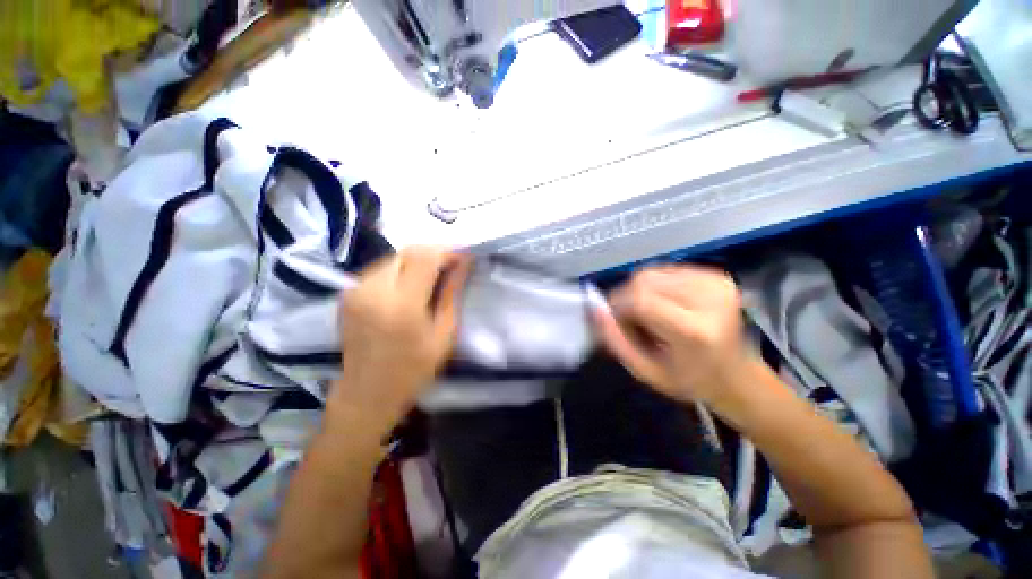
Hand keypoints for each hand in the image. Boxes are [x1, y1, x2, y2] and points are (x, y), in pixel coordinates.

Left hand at [330, 247, 470, 433]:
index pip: (425, 257)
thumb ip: (452, 294)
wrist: (366, 392)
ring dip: (418, 261)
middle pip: (408, 252)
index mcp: (401, 305)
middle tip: (451, 266)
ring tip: (433, 275)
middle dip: (433, 253)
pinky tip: (411, 285)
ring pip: (394, 257)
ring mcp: (356, 289)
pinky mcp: (348, 292)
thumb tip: (464, 263)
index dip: (447, 251)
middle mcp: (373, 290)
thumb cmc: (413, 369)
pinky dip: (402, 269)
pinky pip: (381, 268)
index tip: (463, 257)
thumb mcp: (444, 334)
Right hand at [594, 265, 751, 412]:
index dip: (618, 305)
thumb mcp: (644, 371)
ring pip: (652, 272)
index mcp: (695, 330)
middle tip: (633, 320)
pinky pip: (667, 270)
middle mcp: (710, 299)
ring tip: (651, 313)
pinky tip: (665, 303)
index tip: (615, 320)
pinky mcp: (717, 275)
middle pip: (645, 280)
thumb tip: (595, 308)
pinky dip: (656, 285)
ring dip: (641, 290)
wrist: (736, 375)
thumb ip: (615, 340)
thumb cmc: (688, 380)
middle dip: (627, 297)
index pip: (640, 299)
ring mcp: (716, 283)